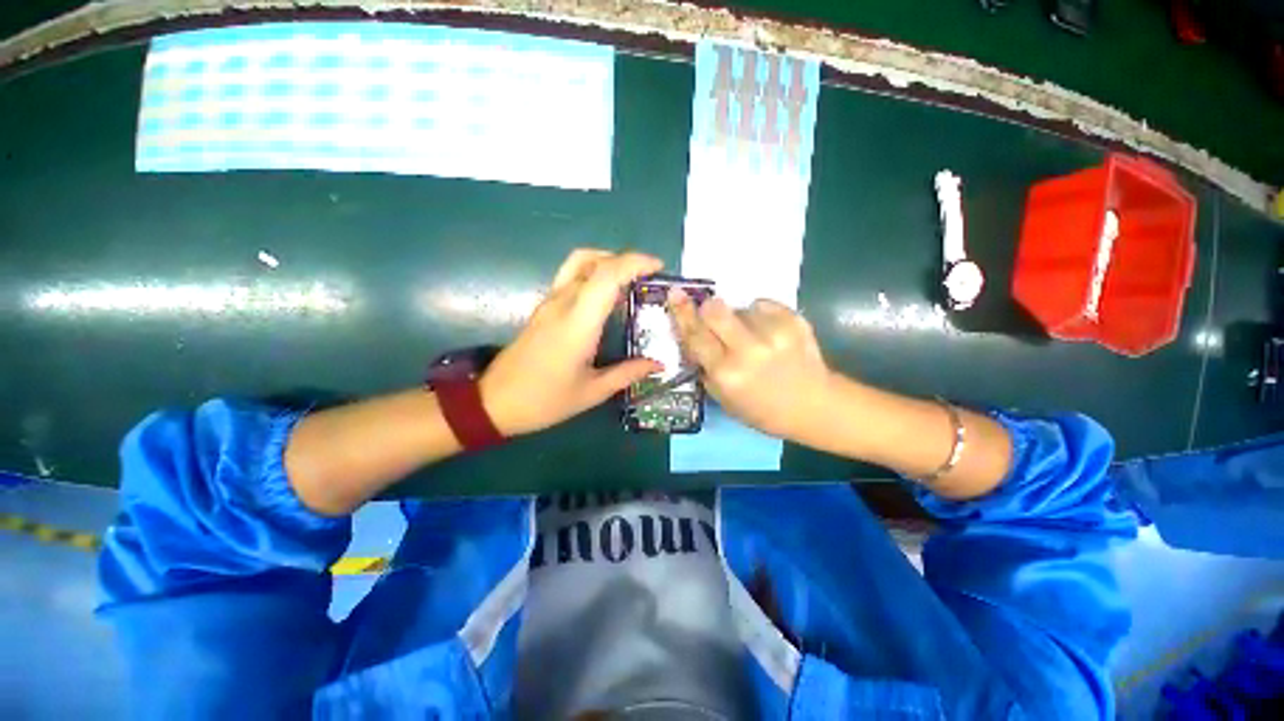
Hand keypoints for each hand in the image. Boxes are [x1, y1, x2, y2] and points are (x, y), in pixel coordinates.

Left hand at [479, 249, 663, 435]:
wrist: (494, 402)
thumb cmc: (545, 401)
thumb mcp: (592, 392)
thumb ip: (627, 374)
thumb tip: (658, 365)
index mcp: (577, 324)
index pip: (606, 276)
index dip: (634, 263)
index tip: (657, 267)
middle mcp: (562, 304)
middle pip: (593, 261)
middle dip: (626, 260)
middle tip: (648, 276)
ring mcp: (549, 303)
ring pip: (578, 263)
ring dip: (607, 261)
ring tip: (630, 279)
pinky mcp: (543, 308)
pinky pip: (570, 277)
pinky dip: (593, 273)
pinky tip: (607, 296)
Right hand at [669, 290, 831, 439]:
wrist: (814, 406)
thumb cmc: (762, 409)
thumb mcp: (723, 398)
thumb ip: (705, 367)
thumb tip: (692, 337)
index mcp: (727, 373)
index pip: (696, 335)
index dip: (682, 313)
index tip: (675, 292)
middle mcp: (748, 350)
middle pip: (716, 310)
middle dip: (709, 309)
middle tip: (712, 317)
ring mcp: (774, 332)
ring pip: (741, 307)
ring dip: (739, 318)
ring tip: (754, 338)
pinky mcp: (794, 320)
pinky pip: (763, 305)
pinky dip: (761, 316)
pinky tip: (770, 334)